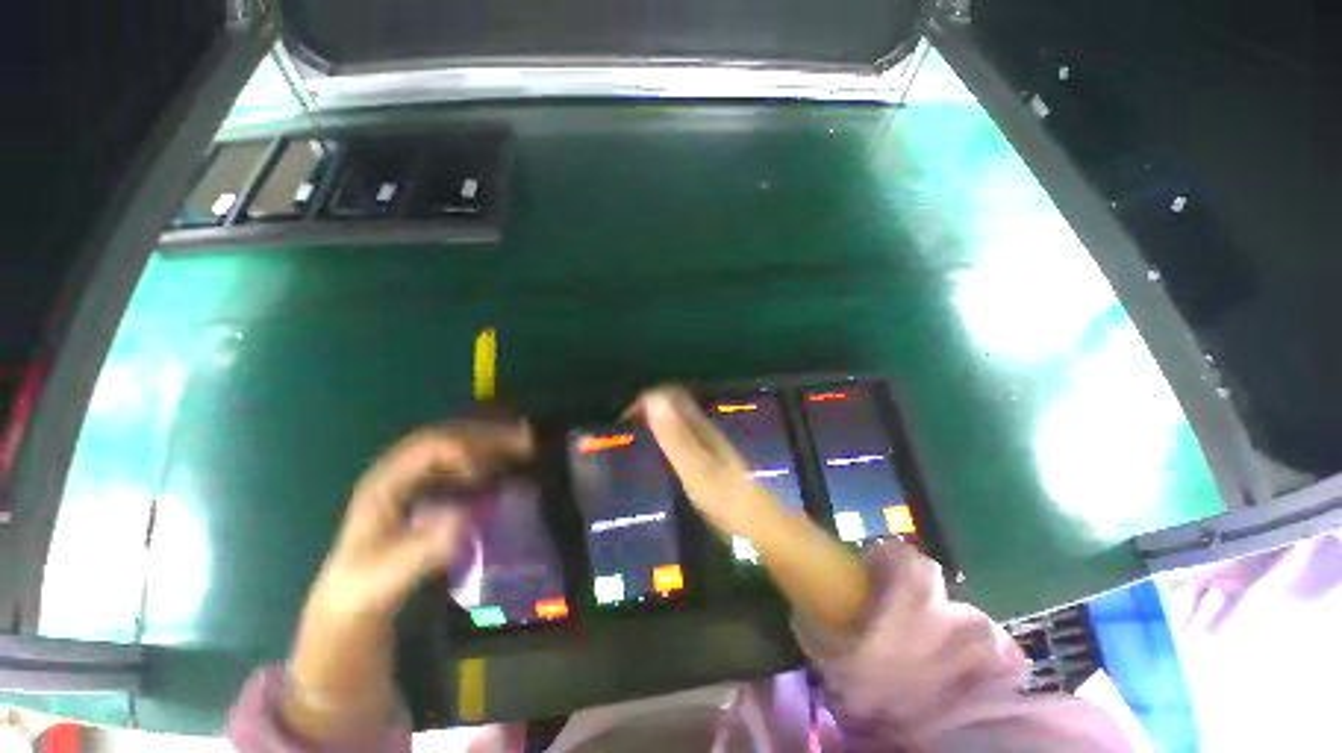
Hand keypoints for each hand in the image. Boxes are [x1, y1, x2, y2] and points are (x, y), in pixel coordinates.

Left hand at [286, 421, 531, 740]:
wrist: (353, 596)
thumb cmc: (367, 585)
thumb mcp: (390, 574)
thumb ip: (422, 550)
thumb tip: (465, 519)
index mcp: (385, 482)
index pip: (427, 449)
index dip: (461, 450)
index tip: (487, 472)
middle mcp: (401, 469)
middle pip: (448, 436)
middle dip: (487, 435)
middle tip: (525, 442)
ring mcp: (415, 476)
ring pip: (457, 443)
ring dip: (491, 441)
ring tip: (525, 444)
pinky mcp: (429, 486)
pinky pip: (462, 460)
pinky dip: (488, 455)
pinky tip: (507, 461)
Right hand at [636, 386, 781, 537]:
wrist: (757, 524)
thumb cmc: (724, 496)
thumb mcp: (695, 467)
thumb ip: (674, 435)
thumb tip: (652, 397)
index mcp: (701, 426)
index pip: (671, 395)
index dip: (647, 399)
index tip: (624, 419)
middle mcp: (704, 430)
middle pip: (674, 406)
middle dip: (648, 410)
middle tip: (624, 430)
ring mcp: (707, 445)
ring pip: (677, 422)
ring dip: (655, 424)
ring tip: (634, 440)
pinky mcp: (707, 461)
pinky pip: (681, 439)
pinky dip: (664, 440)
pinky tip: (656, 456)